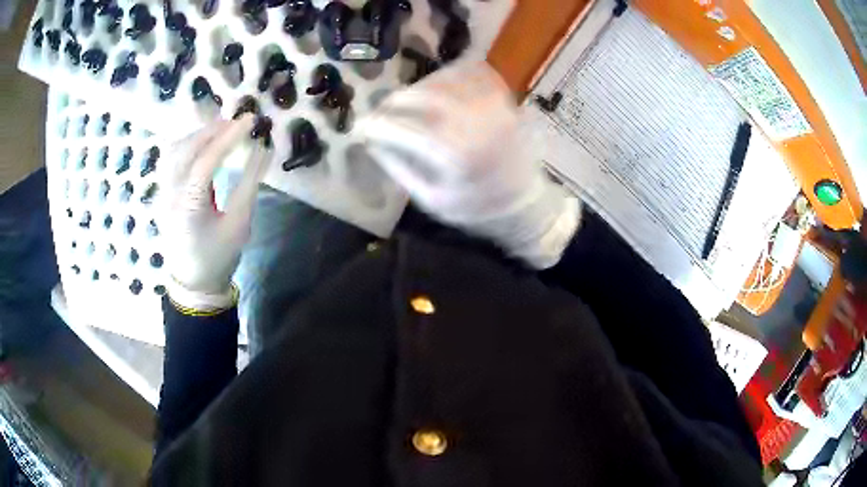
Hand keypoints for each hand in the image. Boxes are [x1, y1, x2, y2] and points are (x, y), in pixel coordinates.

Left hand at [161, 115, 269, 311]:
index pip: (206, 161)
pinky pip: (170, 158)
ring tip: (221, 129)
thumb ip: (250, 184)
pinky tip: (201, 143)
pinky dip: (187, 144)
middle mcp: (169, 195)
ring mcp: (162, 193)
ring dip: (198, 134)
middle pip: (186, 149)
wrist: (193, 283)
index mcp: (189, 207)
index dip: (229, 137)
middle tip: (237, 121)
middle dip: (213, 130)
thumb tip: (263, 149)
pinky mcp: (162, 192)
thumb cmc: (219, 257)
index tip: (251, 120)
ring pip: (174, 150)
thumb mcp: (239, 224)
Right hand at [360, 62, 580, 268]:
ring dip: (417, 88)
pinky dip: (447, 76)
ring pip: (441, 80)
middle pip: (419, 96)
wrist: (526, 201)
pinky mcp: (502, 97)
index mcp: (453, 153)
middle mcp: (472, 121)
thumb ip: (400, 168)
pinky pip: (469, 72)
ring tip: (407, 103)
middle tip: (381, 112)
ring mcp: (490, 104)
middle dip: (392, 102)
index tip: (361, 127)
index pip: (401, 127)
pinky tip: (438, 90)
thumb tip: (372, 141)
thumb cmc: (477, 208)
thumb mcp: (432, 199)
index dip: (375, 124)